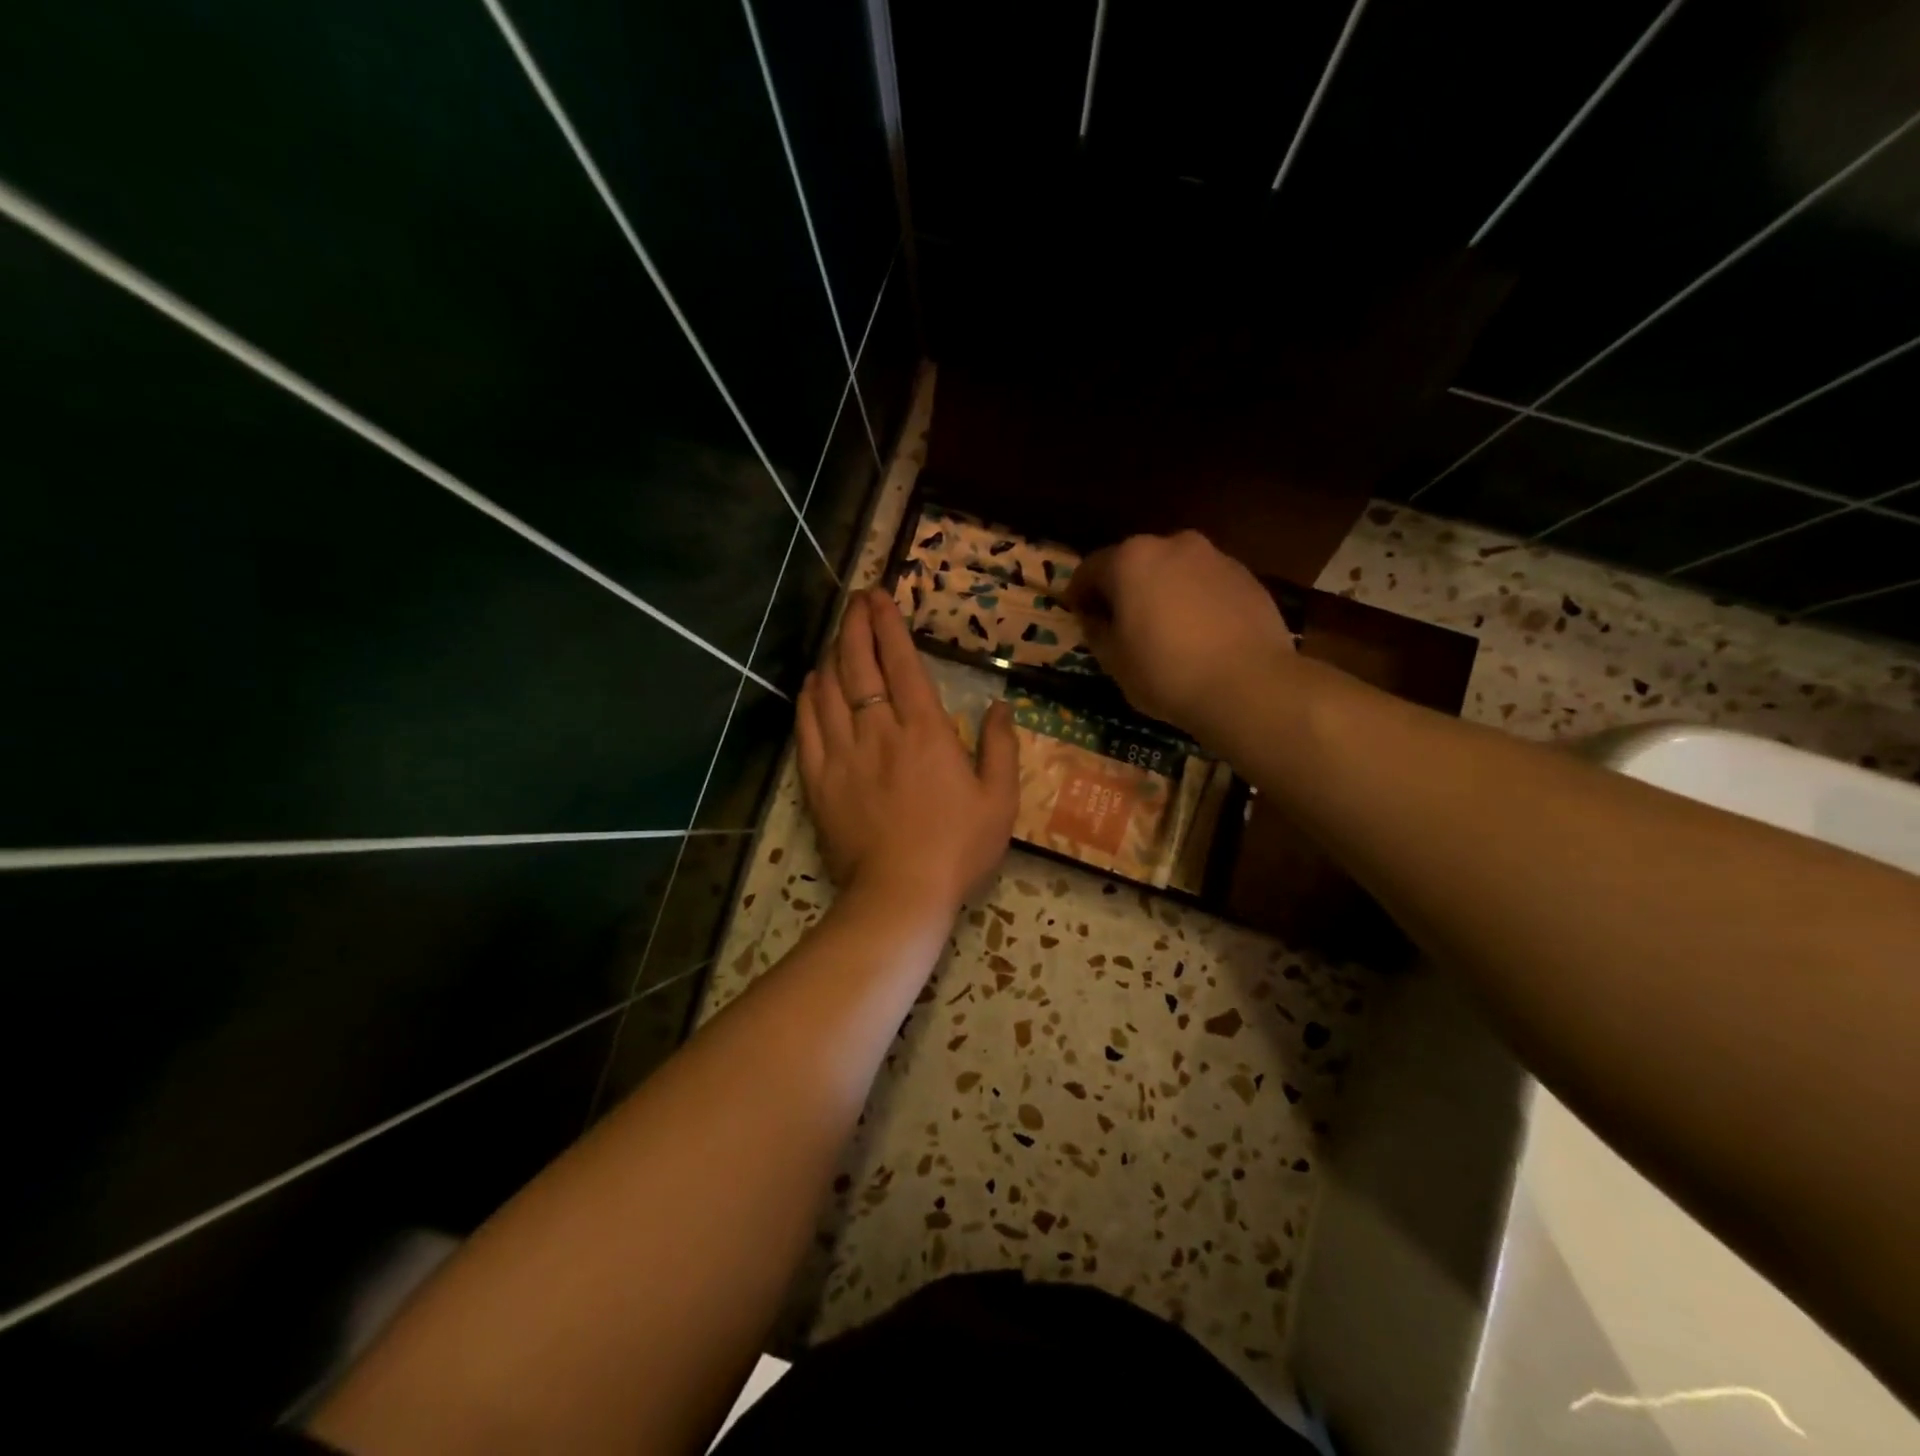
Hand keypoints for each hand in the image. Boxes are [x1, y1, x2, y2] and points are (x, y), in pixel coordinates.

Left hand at [797, 588, 1019, 910]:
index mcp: (924, 730)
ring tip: (838, 634)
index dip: (889, 625)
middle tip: (856, 600)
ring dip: (833, 655)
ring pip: (828, 689)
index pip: (901, 662)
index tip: (880, 597)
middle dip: (856, 625)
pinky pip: (806, 727)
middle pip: (858, 665)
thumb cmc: (957, 848)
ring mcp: (842, 753)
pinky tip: (812, 683)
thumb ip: (1001, 747)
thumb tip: (1000, 705)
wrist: (900, 894)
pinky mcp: (818, 779)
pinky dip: (808, 698)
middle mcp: (878, 730)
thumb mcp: (999, 799)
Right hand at [1065, 530, 1295, 733]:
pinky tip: (1199, 633)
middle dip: (1123, 588)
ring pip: (1174, 570)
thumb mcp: (1114, 661)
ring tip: (1164, 629)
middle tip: (1120, 622)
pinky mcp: (1247, 577)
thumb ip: (1097, 631)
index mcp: (1130, 560)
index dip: (1078, 594)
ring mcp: (1215, 557)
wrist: (1249, 686)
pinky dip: (1195, 600)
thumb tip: (1093, 618)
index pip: (1090, 569)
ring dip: (1162, 591)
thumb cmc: (1166, 672)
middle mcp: (1173, 544)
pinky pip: (1206, 584)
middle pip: (1135, 563)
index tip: (1077, 616)